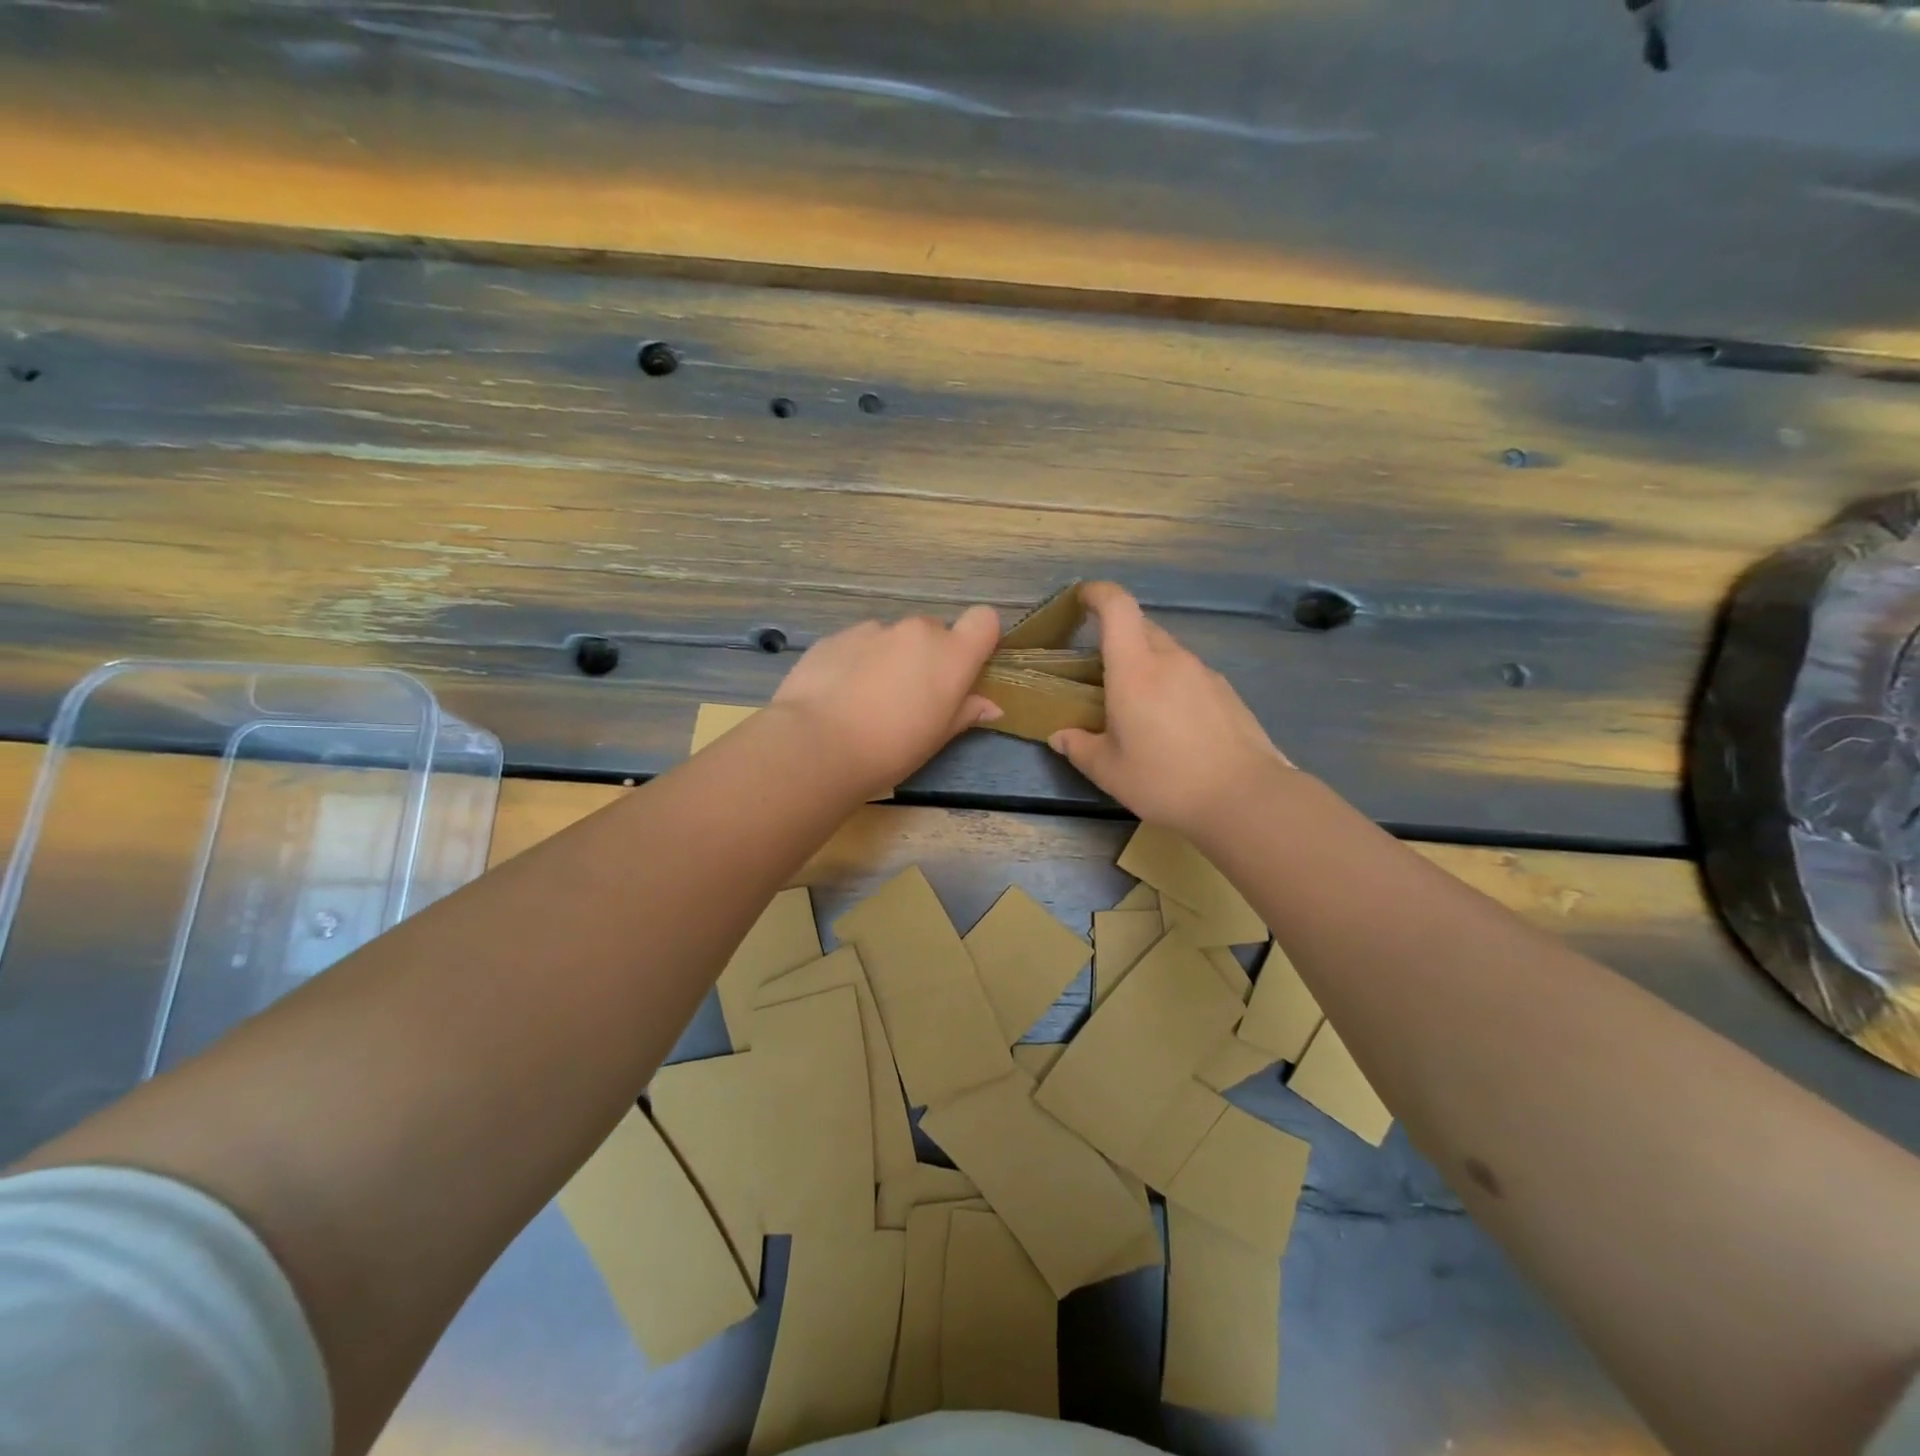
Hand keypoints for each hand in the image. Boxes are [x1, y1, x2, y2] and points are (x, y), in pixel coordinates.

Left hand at [767, 606, 1003, 797]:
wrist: (818, 745)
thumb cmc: (891, 748)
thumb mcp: (936, 738)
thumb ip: (965, 712)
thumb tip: (990, 705)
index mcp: (951, 654)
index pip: (984, 620)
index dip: (978, 639)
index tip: (965, 668)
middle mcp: (916, 631)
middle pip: (934, 631)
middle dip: (927, 656)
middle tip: (910, 696)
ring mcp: (872, 629)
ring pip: (893, 638)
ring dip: (889, 658)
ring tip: (867, 699)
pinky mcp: (835, 637)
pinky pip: (858, 645)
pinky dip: (856, 662)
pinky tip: (839, 696)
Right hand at [1048, 582, 1291, 834]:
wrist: (1245, 798)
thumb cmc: (1165, 780)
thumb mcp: (1109, 771)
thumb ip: (1079, 747)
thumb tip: (1060, 735)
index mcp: (1135, 669)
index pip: (1117, 607)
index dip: (1097, 593)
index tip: (1082, 598)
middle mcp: (1171, 659)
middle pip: (1142, 627)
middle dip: (1117, 636)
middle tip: (1101, 670)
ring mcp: (1205, 674)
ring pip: (1168, 652)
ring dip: (1147, 664)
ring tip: (1138, 706)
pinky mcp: (1227, 693)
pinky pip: (1190, 675)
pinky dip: (1173, 685)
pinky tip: (1173, 725)